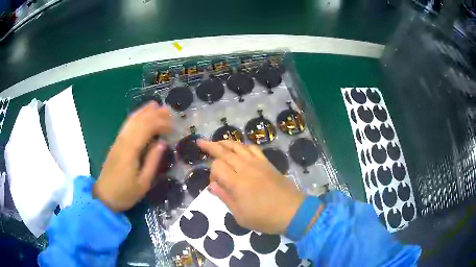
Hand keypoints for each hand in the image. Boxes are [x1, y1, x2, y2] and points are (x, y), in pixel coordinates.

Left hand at [94, 102, 171, 211]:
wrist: (104, 197)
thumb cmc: (125, 193)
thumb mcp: (143, 183)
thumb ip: (153, 161)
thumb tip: (162, 143)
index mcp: (130, 150)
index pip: (146, 128)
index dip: (160, 123)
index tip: (173, 127)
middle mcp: (123, 141)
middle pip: (139, 121)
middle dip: (155, 114)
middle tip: (169, 111)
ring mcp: (118, 141)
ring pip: (131, 120)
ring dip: (145, 111)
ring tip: (157, 105)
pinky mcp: (116, 143)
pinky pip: (126, 125)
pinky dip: (135, 116)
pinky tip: (141, 114)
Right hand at [198, 140, 303, 234]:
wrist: (292, 212)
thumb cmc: (265, 218)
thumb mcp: (240, 215)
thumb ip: (225, 198)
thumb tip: (212, 186)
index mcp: (237, 183)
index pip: (217, 167)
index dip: (212, 173)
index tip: (216, 185)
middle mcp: (246, 168)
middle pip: (225, 152)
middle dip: (211, 146)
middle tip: (201, 142)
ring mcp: (258, 164)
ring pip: (239, 147)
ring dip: (226, 142)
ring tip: (218, 142)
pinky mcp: (268, 163)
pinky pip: (254, 149)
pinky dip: (244, 145)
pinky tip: (240, 148)